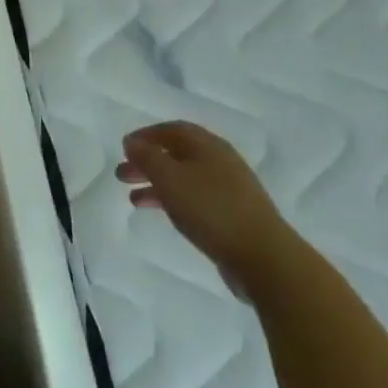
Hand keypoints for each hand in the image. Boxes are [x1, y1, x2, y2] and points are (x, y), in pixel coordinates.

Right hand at [118, 121, 296, 295]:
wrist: (265, 258)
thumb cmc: (211, 209)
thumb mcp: (169, 178)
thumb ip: (146, 156)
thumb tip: (132, 142)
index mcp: (207, 146)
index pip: (172, 129)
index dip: (146, 135)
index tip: (125, 148)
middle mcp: (220, 162)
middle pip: (177, 154)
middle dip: (147, 162)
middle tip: (122, 174)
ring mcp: (230, 190)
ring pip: (184, 178)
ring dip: (157, 184)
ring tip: (133, 199)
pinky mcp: (234, 215)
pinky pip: (196, 199)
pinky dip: (174, 201)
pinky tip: (161, 213)